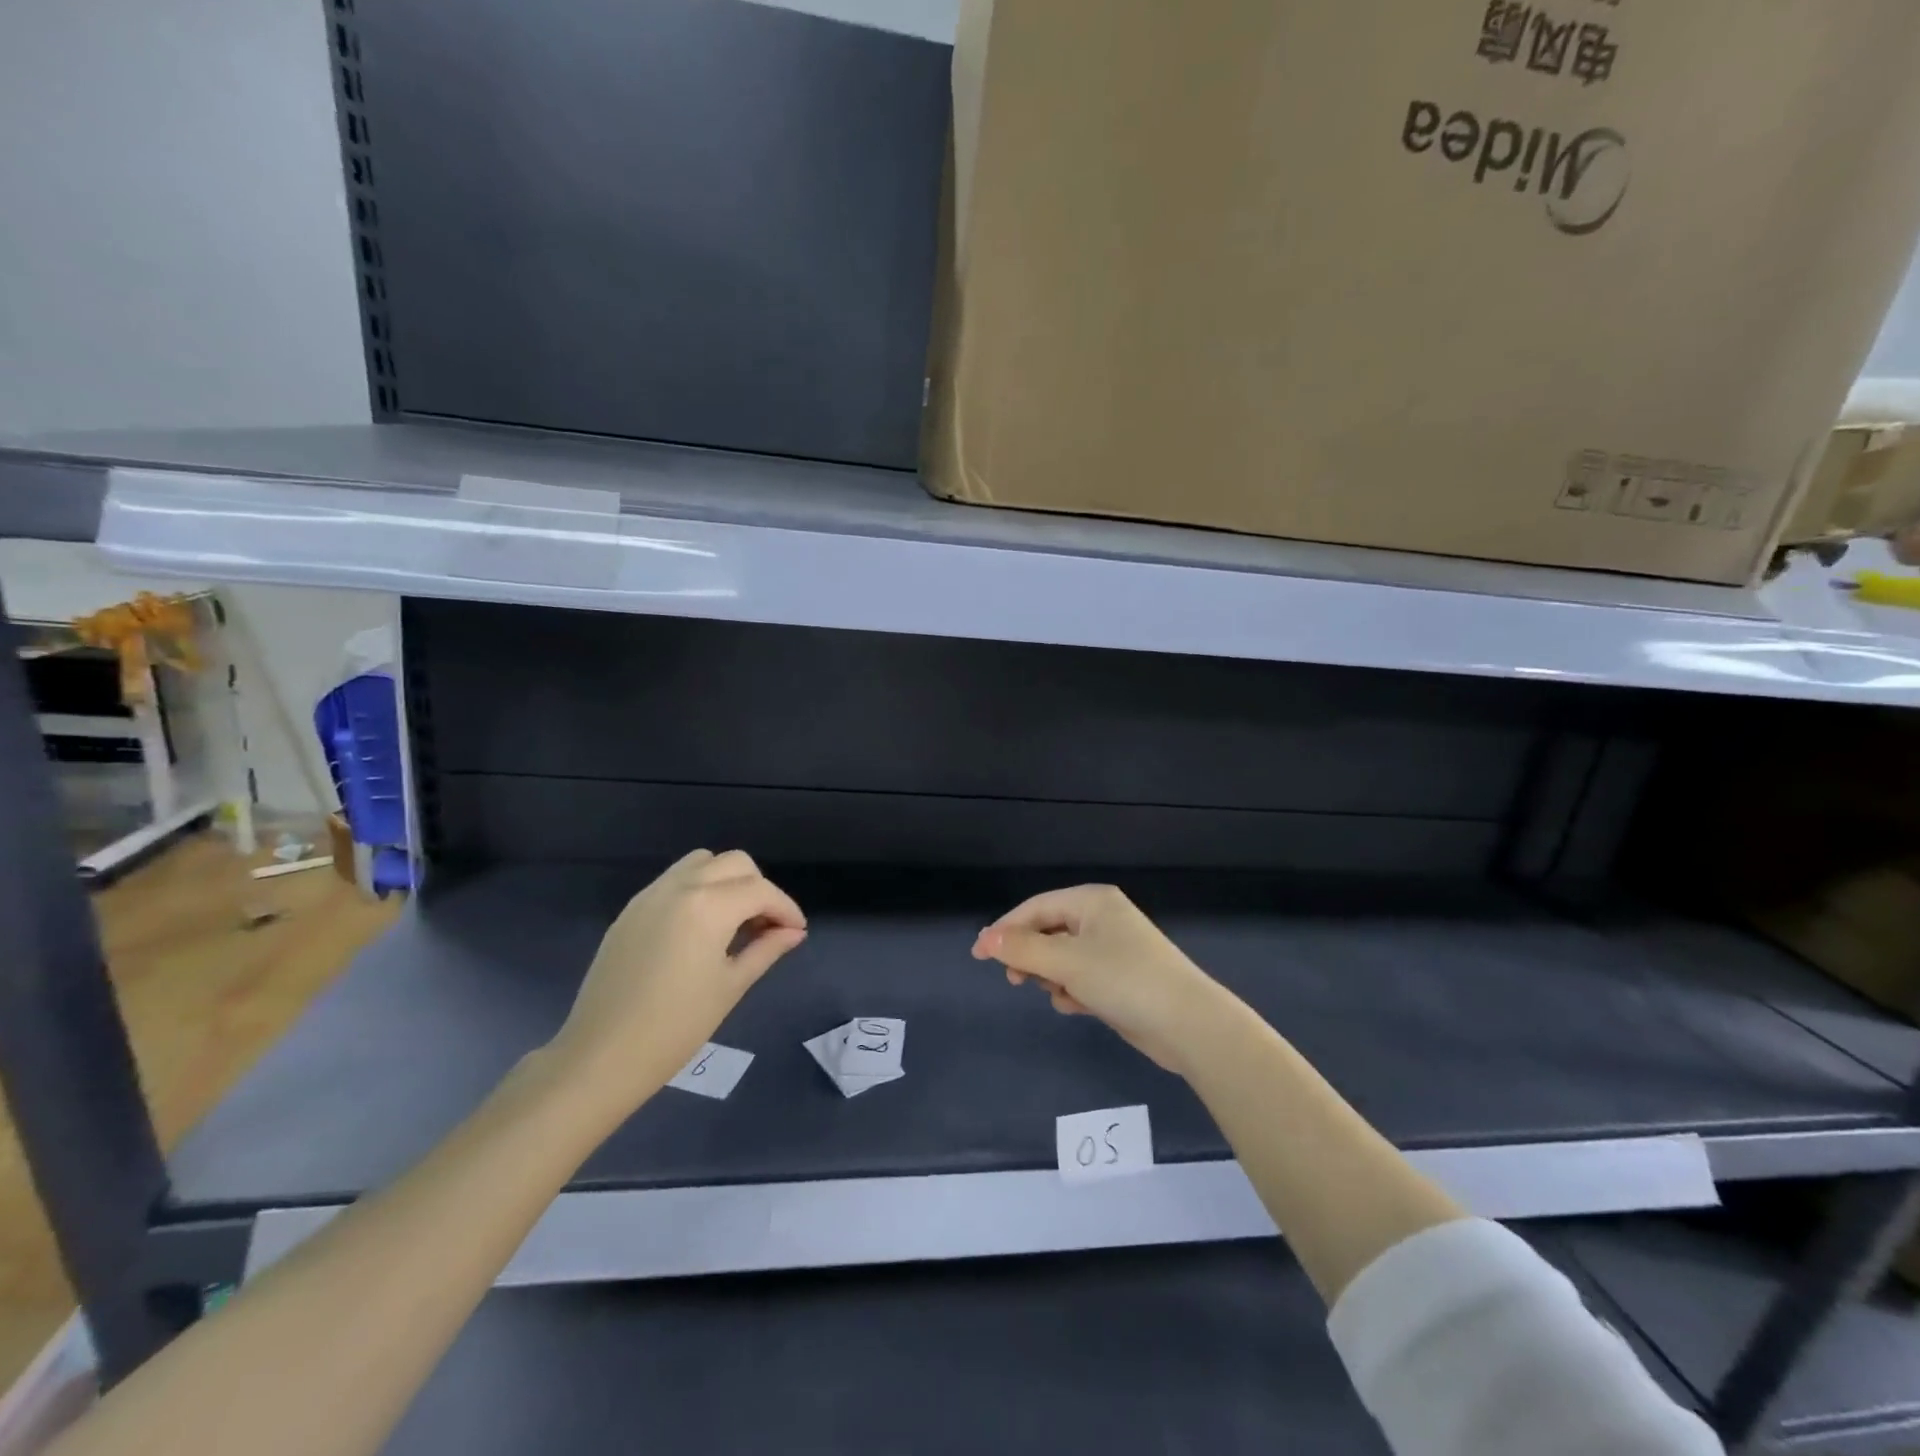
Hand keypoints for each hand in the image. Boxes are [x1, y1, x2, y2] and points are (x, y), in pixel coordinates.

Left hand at [547, 850, 806, 1114]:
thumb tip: (793, 932)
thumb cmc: (676, 1027)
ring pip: (702, 863)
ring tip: (734, 921)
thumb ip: (766, 949)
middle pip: (735, 864)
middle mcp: (680, 887)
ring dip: (727, 881)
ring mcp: (650, 895)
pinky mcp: (631, 910)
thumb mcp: (731, 986)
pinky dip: (698, 889)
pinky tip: (701, 928)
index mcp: (709, 906)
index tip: (796, 932)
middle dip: (759, 889)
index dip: (786, 909)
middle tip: (767, 926)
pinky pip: (674, 880)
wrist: (601, 1057)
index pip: (761, 891)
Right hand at [971, 884, 1228, 1075]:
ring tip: (1059, 993)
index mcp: (1092, 901)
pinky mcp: (1120, 979)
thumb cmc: (1124, 979)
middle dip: (1031, 955)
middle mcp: (1102, 919)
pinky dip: (1073, 990)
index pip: (1036, 907)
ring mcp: (1113, 949)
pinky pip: (1081, 977)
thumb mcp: (1067, 962)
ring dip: (1053, 976)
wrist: (1187, 1024)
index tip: (979, 956)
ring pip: (1063, 957)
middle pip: (1048, 931)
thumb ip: (1023, 948)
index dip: (1005, 929)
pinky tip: (1077, 1006)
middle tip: (1017, 980)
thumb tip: (985, 938)